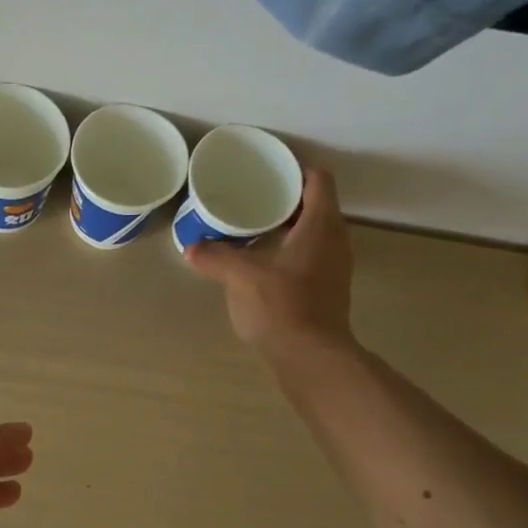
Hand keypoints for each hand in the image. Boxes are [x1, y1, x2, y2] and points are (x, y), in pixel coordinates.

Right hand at [187, 168, 353, 349]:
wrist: (310, 357)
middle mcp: (336, 240)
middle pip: (316, 206)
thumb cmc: (281, 306)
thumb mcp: (240, 276)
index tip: (268, 173)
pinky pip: (311, 258)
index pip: (318, 179)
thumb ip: (215, 257)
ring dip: (288, 229)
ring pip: (314, 233)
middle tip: (253, 200)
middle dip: (286, 200)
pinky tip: (263, 266)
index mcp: (321, 224)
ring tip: (254, 231)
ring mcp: (335, 267)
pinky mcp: (328, 291)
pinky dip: (290, 253)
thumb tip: (191, 247)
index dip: (295, 170)